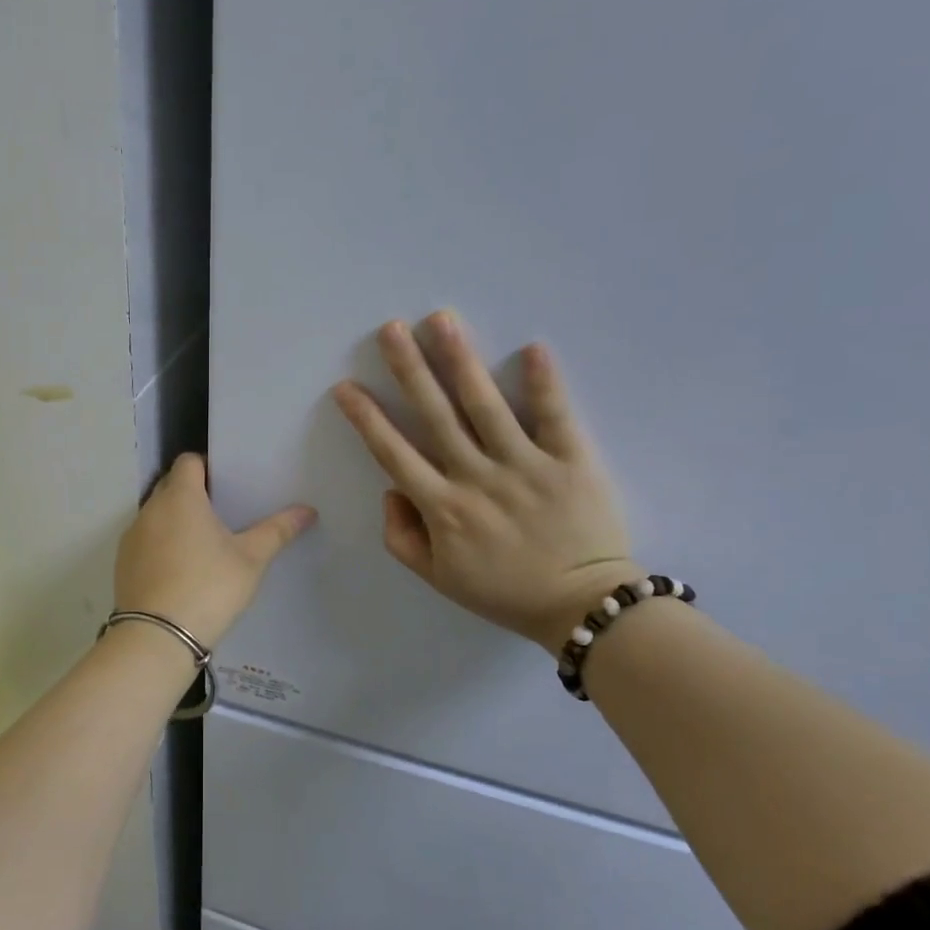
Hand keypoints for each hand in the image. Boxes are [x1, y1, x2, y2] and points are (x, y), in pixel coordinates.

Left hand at [113, 454, 317, 648]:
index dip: (207, 466)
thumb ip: (277, 530)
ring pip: (156, 515)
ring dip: (175, 520)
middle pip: (170, 485)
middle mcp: (150, 509)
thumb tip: (308, 510)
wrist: (158, 636)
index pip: (189, 461)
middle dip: (193, 492)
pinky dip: (160, 545)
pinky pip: (145, 541)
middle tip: (222, 512)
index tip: (228, 484)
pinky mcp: (122, 563)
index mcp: (181, 497)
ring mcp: (132, 537)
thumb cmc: (209, 587)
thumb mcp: (251, 560)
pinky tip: (180, 569)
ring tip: (202, 542)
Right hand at [332, 312, 642, 654]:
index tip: (345, 387)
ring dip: (461, 361)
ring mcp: (525, 466)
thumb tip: (391, 489)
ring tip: (442, 322)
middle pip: (435, 415)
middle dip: (409, 369)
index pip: (393, 453)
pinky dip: (544, 382)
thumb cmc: (504, 591)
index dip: (367, 418)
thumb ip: (402, 536)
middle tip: (391, 329)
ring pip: (486, 405)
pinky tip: (531, 347)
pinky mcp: (571, 461)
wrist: (583, 607)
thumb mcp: (437, 578)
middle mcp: (477, 478)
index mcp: (442, 508)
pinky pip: (555, 416)